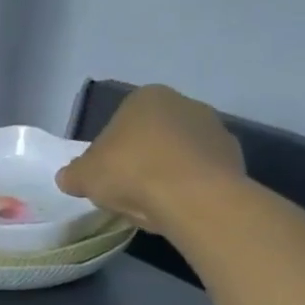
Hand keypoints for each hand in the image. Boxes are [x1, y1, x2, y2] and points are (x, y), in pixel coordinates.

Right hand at [56, 85, 244, 232]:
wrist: (194, 198)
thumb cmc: (131, 172)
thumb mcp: (83, 176)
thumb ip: (73, 174)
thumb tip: (70, 177)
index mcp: (146, 97)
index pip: (119, 124)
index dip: (108, 152)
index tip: (105, 176)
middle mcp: (184, 104)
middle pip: (151, 136)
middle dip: (140, 159)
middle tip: (126, 190)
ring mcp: (215, 129)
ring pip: (178, 155)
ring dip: (165, 173)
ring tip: (153, 204)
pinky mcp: (234, 158)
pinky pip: (200, 173)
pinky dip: (188, 187)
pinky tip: (177, 207)